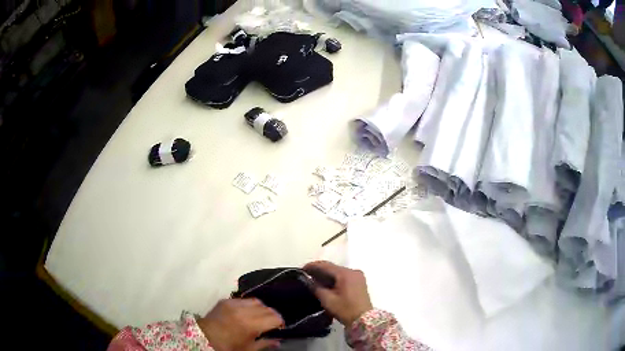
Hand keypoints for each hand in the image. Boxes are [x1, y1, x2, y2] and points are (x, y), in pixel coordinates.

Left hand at [198, 298, 283, 350]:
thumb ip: (265, 343)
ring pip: (256, 301)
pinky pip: (243, 299)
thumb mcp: (248, 349)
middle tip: (272, 323)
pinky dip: (248, 305)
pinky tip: (247, 313)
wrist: (203, 337)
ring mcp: (233, 303)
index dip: (280, 322)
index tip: (280, 327)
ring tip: (260, 317)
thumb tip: (279, 340)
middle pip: (267, 308)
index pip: (274, 317)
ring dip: (262, 308)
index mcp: (250, 325)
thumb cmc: (227, 347)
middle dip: (272, 315)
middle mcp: (243, 311)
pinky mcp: (225, 300)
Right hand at [304, 261, 372, 326]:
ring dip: (327, 275)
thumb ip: (316, 287)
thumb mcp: (327, 300)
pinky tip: (326, 283)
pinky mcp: (359, 282)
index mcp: (346, 273)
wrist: (363, 319)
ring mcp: (358, 276)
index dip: (313, 266)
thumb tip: (307, 279)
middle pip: (333, 267)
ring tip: (314, 279)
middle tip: (306, 275)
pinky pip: (344, 276)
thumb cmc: (345, 310)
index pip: (326, 265)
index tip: (302, 269)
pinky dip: (334, 278)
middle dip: (319, 270)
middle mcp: (353, 271)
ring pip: (338, 272)